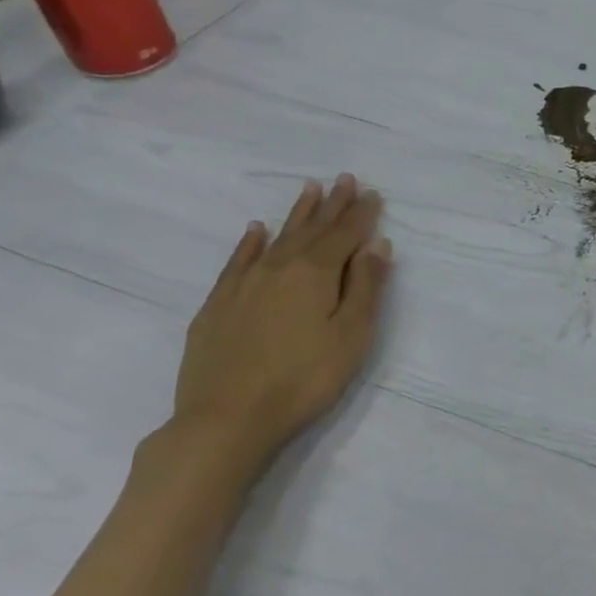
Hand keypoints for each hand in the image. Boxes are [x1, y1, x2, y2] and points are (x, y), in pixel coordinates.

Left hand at [169, 174, 393, 469]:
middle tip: (344, 179)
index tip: (373, 193)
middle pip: (312, 229)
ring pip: (277, 238)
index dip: (362, 214)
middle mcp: (279, 267)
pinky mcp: (218, 304)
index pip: (345, 235)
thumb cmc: (304, 378)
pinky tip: (256, 230)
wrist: (228, 417)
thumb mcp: (351, 335)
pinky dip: (250, 242)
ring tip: (309, 190)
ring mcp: (244, 284)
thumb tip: (376, 244)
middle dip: (332, 205)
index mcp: (316, 274)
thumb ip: (365, 286)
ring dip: (296, 214)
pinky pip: (239, 260)